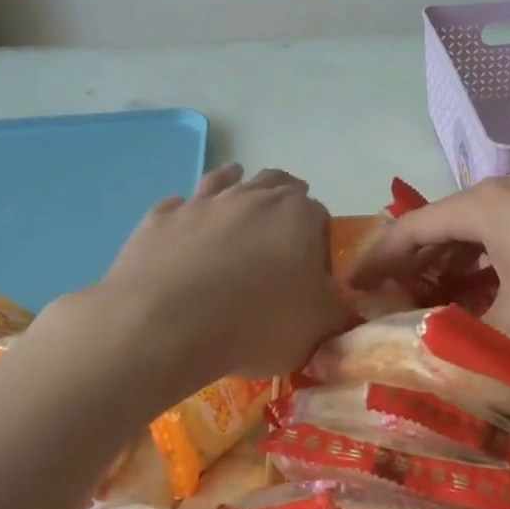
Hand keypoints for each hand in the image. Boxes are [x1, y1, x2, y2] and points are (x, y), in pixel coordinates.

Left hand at [96, 163, 350, 382]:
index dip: (319, 242)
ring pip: (224, 180)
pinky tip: (183, 228)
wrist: (164, 325)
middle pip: (275, 184)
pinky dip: (185, 213)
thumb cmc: (256, 322)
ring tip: (237, 193)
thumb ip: (340, 312)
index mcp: (297, 214)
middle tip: (284, 226)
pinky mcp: (159, 220)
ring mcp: (201, 203)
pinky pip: (177, 206)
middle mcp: (251, 196)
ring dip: (234, 184)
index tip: (312, 272)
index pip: (320, 216)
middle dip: (284, 199)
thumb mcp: (318, 328)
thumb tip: (350, 306)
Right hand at [348, 177, 509, 358]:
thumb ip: (469, 341)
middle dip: (419, 266)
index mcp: (483, 208)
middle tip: (396, 302)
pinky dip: (500, 266)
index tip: (351, 286)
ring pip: (489, 235)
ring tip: (447, 303)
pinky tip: (508, 295)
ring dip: (462, 268)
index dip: (377, 259)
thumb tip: (440, 356)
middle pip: (448, 227)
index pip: (411, 229)